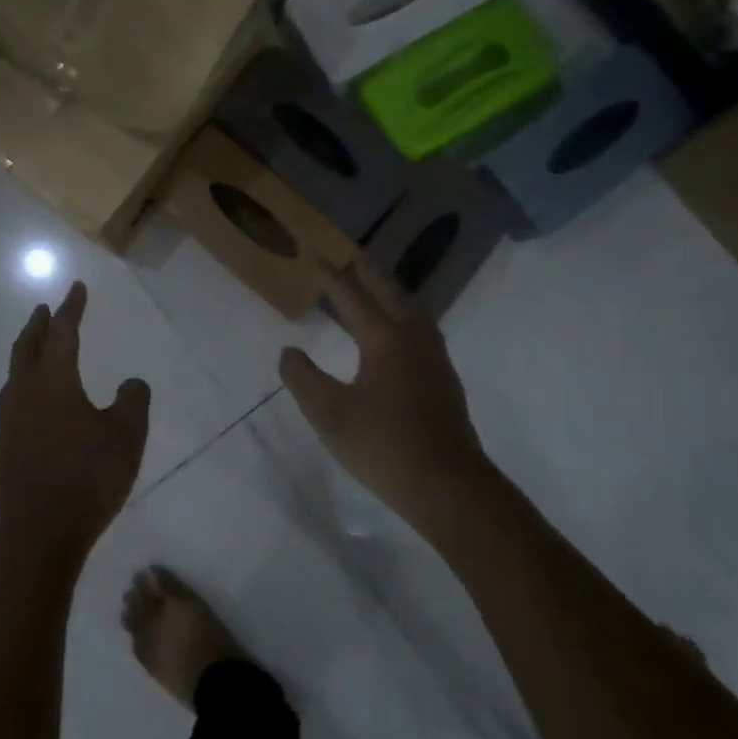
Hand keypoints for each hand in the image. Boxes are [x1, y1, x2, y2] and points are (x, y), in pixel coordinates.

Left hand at [0, 281, 150, 576]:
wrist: (38, 534)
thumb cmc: (87, 478)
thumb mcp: (126, 437)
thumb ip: (133, 402)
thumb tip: (132, 383)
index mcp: (54, 382)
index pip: (63, 333)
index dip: (72, 309)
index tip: (76, 288)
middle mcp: (25, 394)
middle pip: (28, 348)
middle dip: (38, 325)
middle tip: (44, 309)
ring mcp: (9, 423)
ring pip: (14, 376)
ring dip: (26, 355)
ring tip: (36, 351)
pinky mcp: (3, 449)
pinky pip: (12, 403)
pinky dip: (23, 387)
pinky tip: (33, 403)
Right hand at [279, 262, 487, 534]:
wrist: (448, 485)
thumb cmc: (383, 445)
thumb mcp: (328, 414)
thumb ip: (303, 378)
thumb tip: (289, 352)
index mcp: (385, 338)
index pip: (352, 296)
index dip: (330, 275)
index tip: (314, 253)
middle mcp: (413, 337)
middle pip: (390, 292)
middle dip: (367, 273)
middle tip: (349, 257)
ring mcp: (434, 357)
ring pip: (411, 309)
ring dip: (389, 292)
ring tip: (372, 288)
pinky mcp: (444, 377)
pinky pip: (420, 328)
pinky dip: (402, 314)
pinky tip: (395, 332)